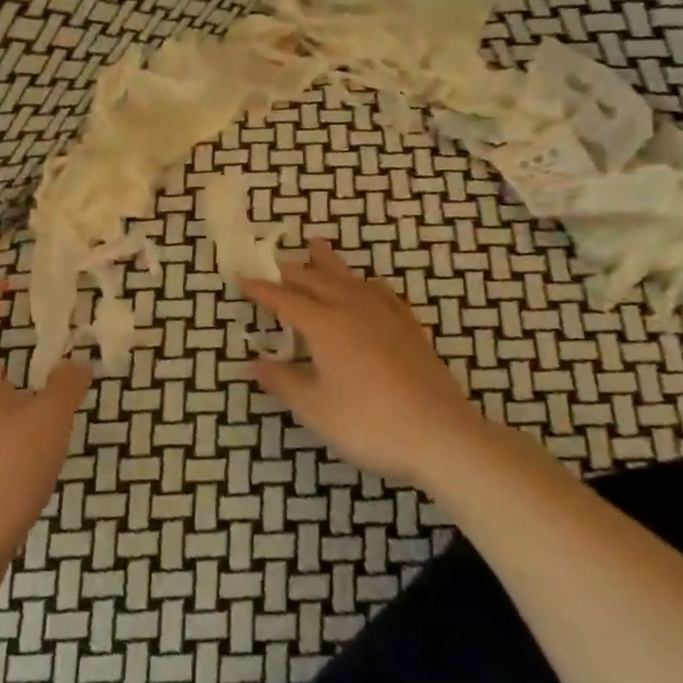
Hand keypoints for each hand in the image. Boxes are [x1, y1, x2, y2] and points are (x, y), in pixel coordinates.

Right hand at [240, 239, 493, 487]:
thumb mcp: (314, 407)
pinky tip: (369, 285)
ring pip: (351, 279)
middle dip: (292, 270)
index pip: (286, 299)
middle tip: (273, 262)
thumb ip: (283, 381)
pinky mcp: (411, 331)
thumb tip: (253, 364)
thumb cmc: (368, 423)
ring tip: (317, 246)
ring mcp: (386, 318)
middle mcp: (354, 311)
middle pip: (317, 281)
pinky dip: (368, 284)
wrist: (440, 436)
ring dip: (329, 264)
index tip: (242, 278)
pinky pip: (385, 295)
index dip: (262, 290)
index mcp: (325, 325)